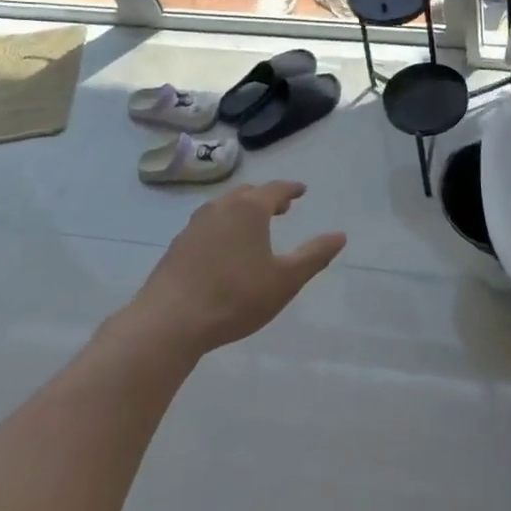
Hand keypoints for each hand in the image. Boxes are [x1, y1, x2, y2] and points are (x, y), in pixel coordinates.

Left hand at [130, 182, 345, 355]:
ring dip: (241, 211)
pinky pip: (206, 226)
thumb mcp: (285, 279)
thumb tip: (340, 235)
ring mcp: (193, 227)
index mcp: (248, 209)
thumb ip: (314, 255)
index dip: (291, 189)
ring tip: (253, 226)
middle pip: (246, 194)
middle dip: (265, 197)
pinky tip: (224, 250)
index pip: (274, 189)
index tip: (301, 190)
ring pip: (223, 208)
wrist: (169, 322)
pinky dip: (222, 228)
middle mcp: (219, 209)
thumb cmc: (235, 297)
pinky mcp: (176, 247)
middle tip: (281, 207)